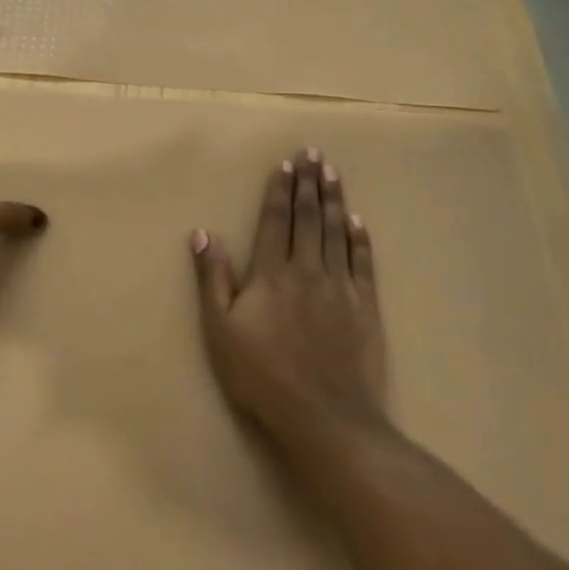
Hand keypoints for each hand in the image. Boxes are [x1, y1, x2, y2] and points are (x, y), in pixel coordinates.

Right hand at [190, 149, 386, 448]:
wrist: (325, 417)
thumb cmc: (262, 376)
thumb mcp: (220, 331)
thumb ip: (213, 279)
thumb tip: (203, 233)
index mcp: (271, 273)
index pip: (275, 220)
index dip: (279, 190)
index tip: (285, 164)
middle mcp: (307, 270)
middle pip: (309, 217)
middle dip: (309, 183)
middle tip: (314, 152)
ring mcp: (340, 287)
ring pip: (337, 232)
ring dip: (335, 199)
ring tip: (334, 172)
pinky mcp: (366, 307)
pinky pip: (363, 263)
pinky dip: (360, 239)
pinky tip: (358, 221)